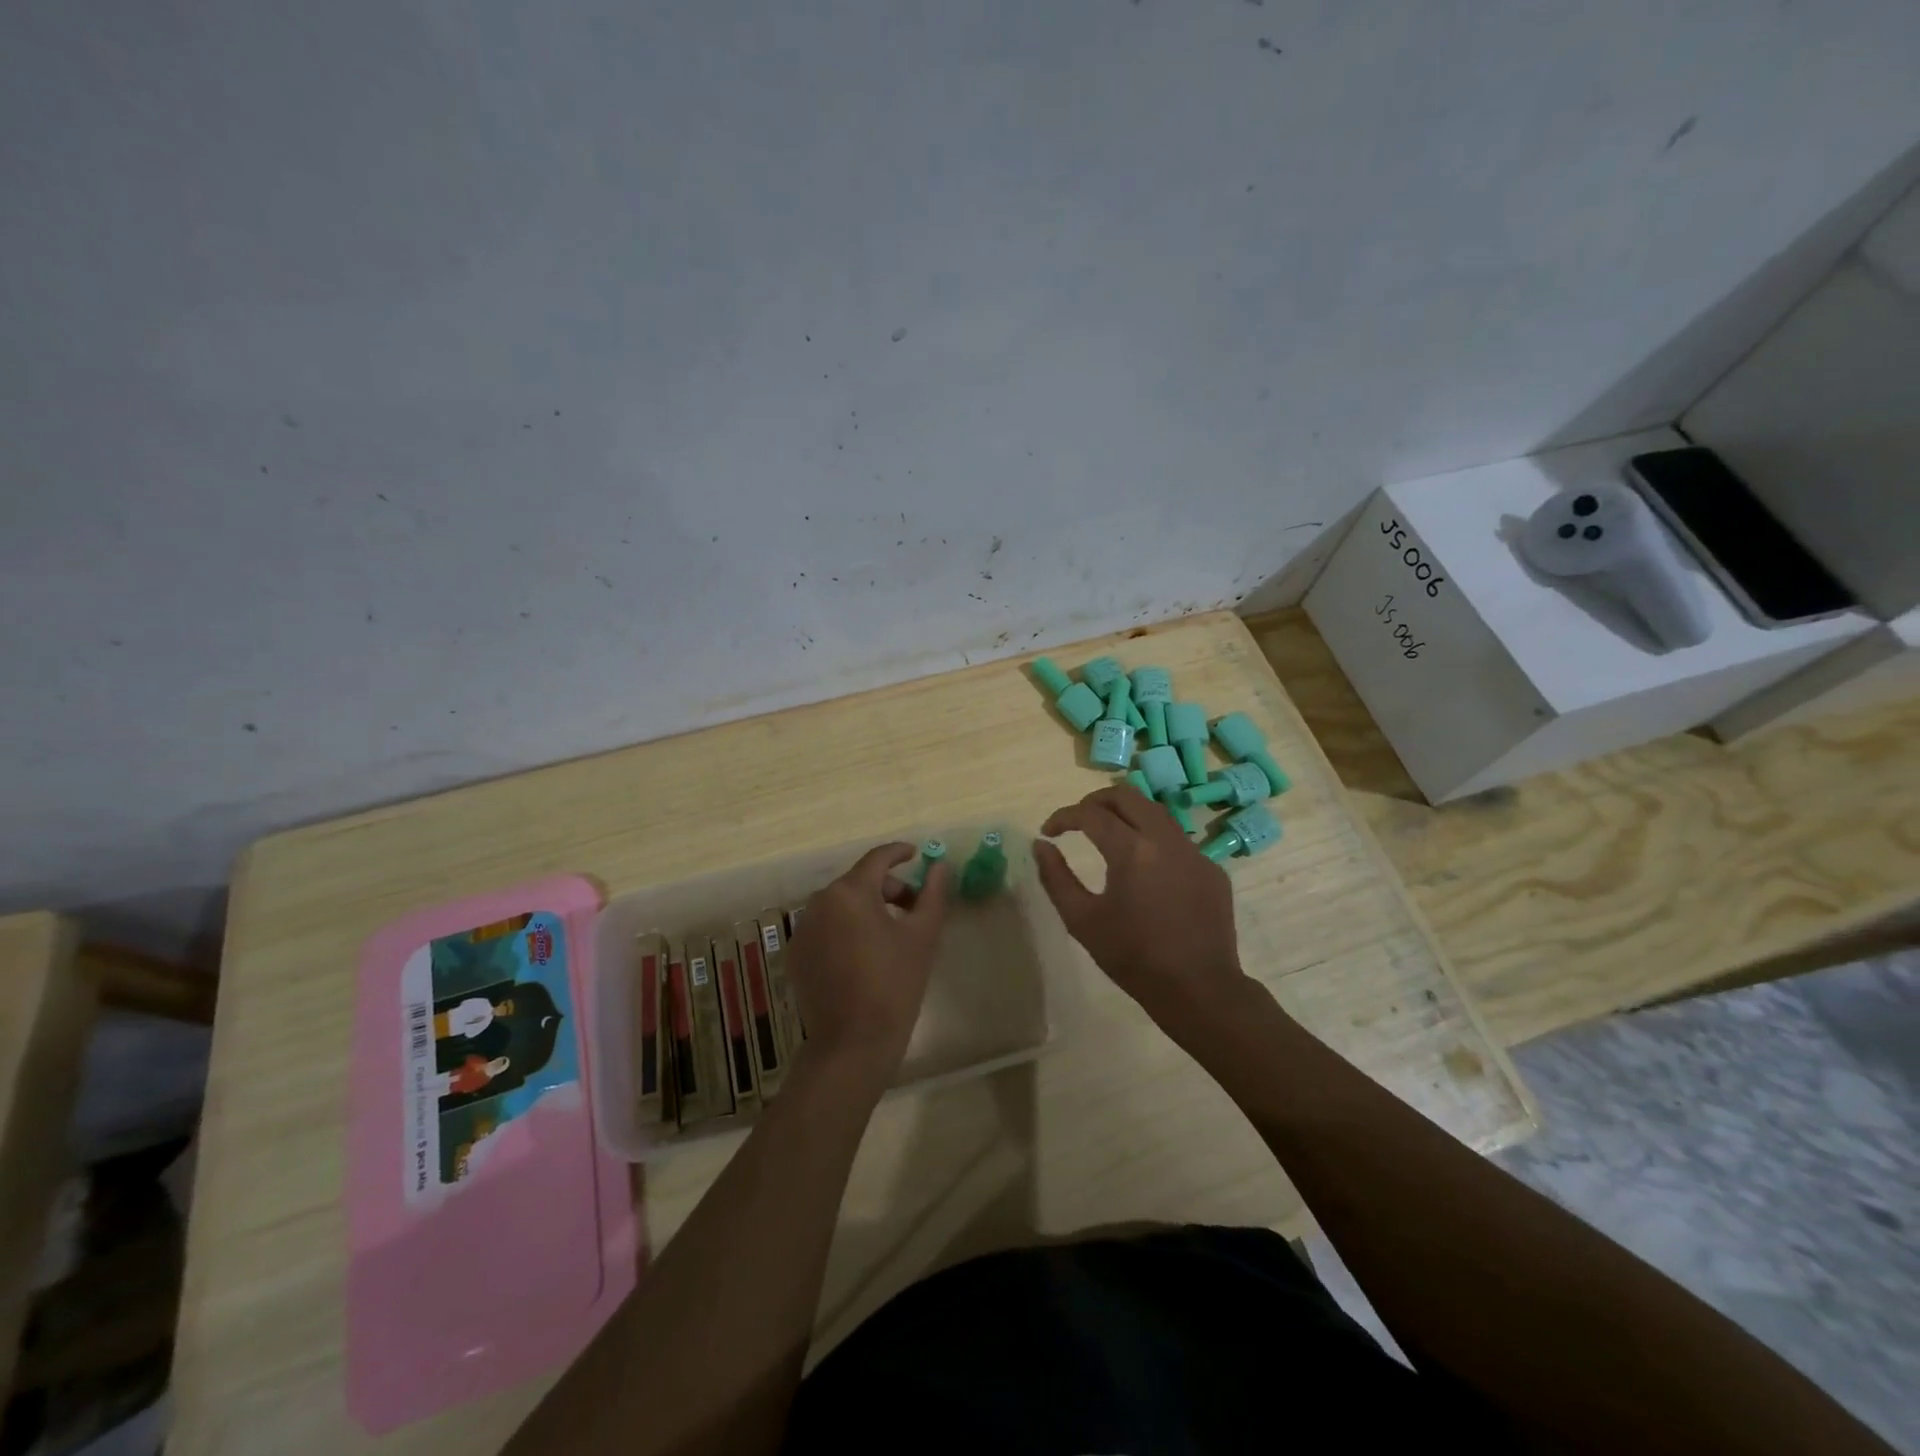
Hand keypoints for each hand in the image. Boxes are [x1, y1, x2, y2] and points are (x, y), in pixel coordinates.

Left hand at [787, 843, 950, 1090]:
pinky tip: (864, 956)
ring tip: (891, 934)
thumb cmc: (894, 984)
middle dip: (888, 889)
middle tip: (914, 909)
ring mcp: (803, 930)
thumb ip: (932, 894)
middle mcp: (819, 902)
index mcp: (850, 892)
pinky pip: (825, 929)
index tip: (916, 854)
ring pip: (841, 905)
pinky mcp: (796, 955)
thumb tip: (940, 865)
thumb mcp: (922, 936)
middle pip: (859, 882)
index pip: (877, 859)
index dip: (899, 853)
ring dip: (867, 909)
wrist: (852, 1044)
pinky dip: (846, 930)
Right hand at [1033, 787, 1251, 1039]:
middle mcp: (1166, 839)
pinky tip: (1145, 869)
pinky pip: (1176, 839)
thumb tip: (1041, 845)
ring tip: (1107, 836)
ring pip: (1155, 811)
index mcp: (1132, 850)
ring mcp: (1194, 851)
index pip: (1090, 814)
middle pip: (1127, 795)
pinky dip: (1152, 840)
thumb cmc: (1133, 957)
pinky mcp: (1212, 868)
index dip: (1063, 816)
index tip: (1049, 831)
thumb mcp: (1082, 920)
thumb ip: (1055, 877)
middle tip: (1078, 821)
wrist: (1199, 989)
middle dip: (1095, 801)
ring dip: (1126, 815)